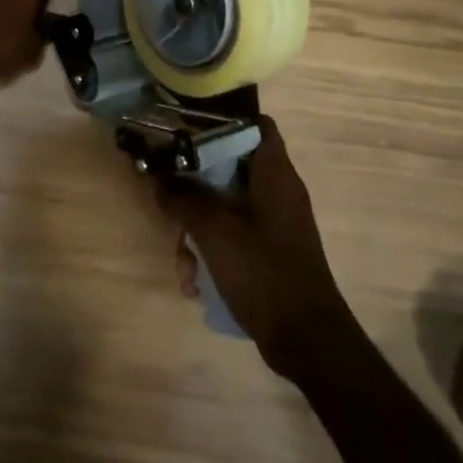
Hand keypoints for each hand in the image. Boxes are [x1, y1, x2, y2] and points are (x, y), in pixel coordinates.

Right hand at [156, 115, 356, 381]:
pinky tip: (196, 282)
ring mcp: (277, 223)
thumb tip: (156, 176)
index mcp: (274, 172)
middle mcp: (279, 190)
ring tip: (184, 261)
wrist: (306, 340)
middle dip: (197, 186)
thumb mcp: (213, 230)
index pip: (254, 124)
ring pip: (228, 205)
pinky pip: (236, 235)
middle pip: (231, 166)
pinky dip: (214, 250)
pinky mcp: (272, 251)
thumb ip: (182, 198)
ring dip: (200, 228)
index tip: (187, 133)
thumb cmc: (262, 271)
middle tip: (171, 201)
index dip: (221, 122)